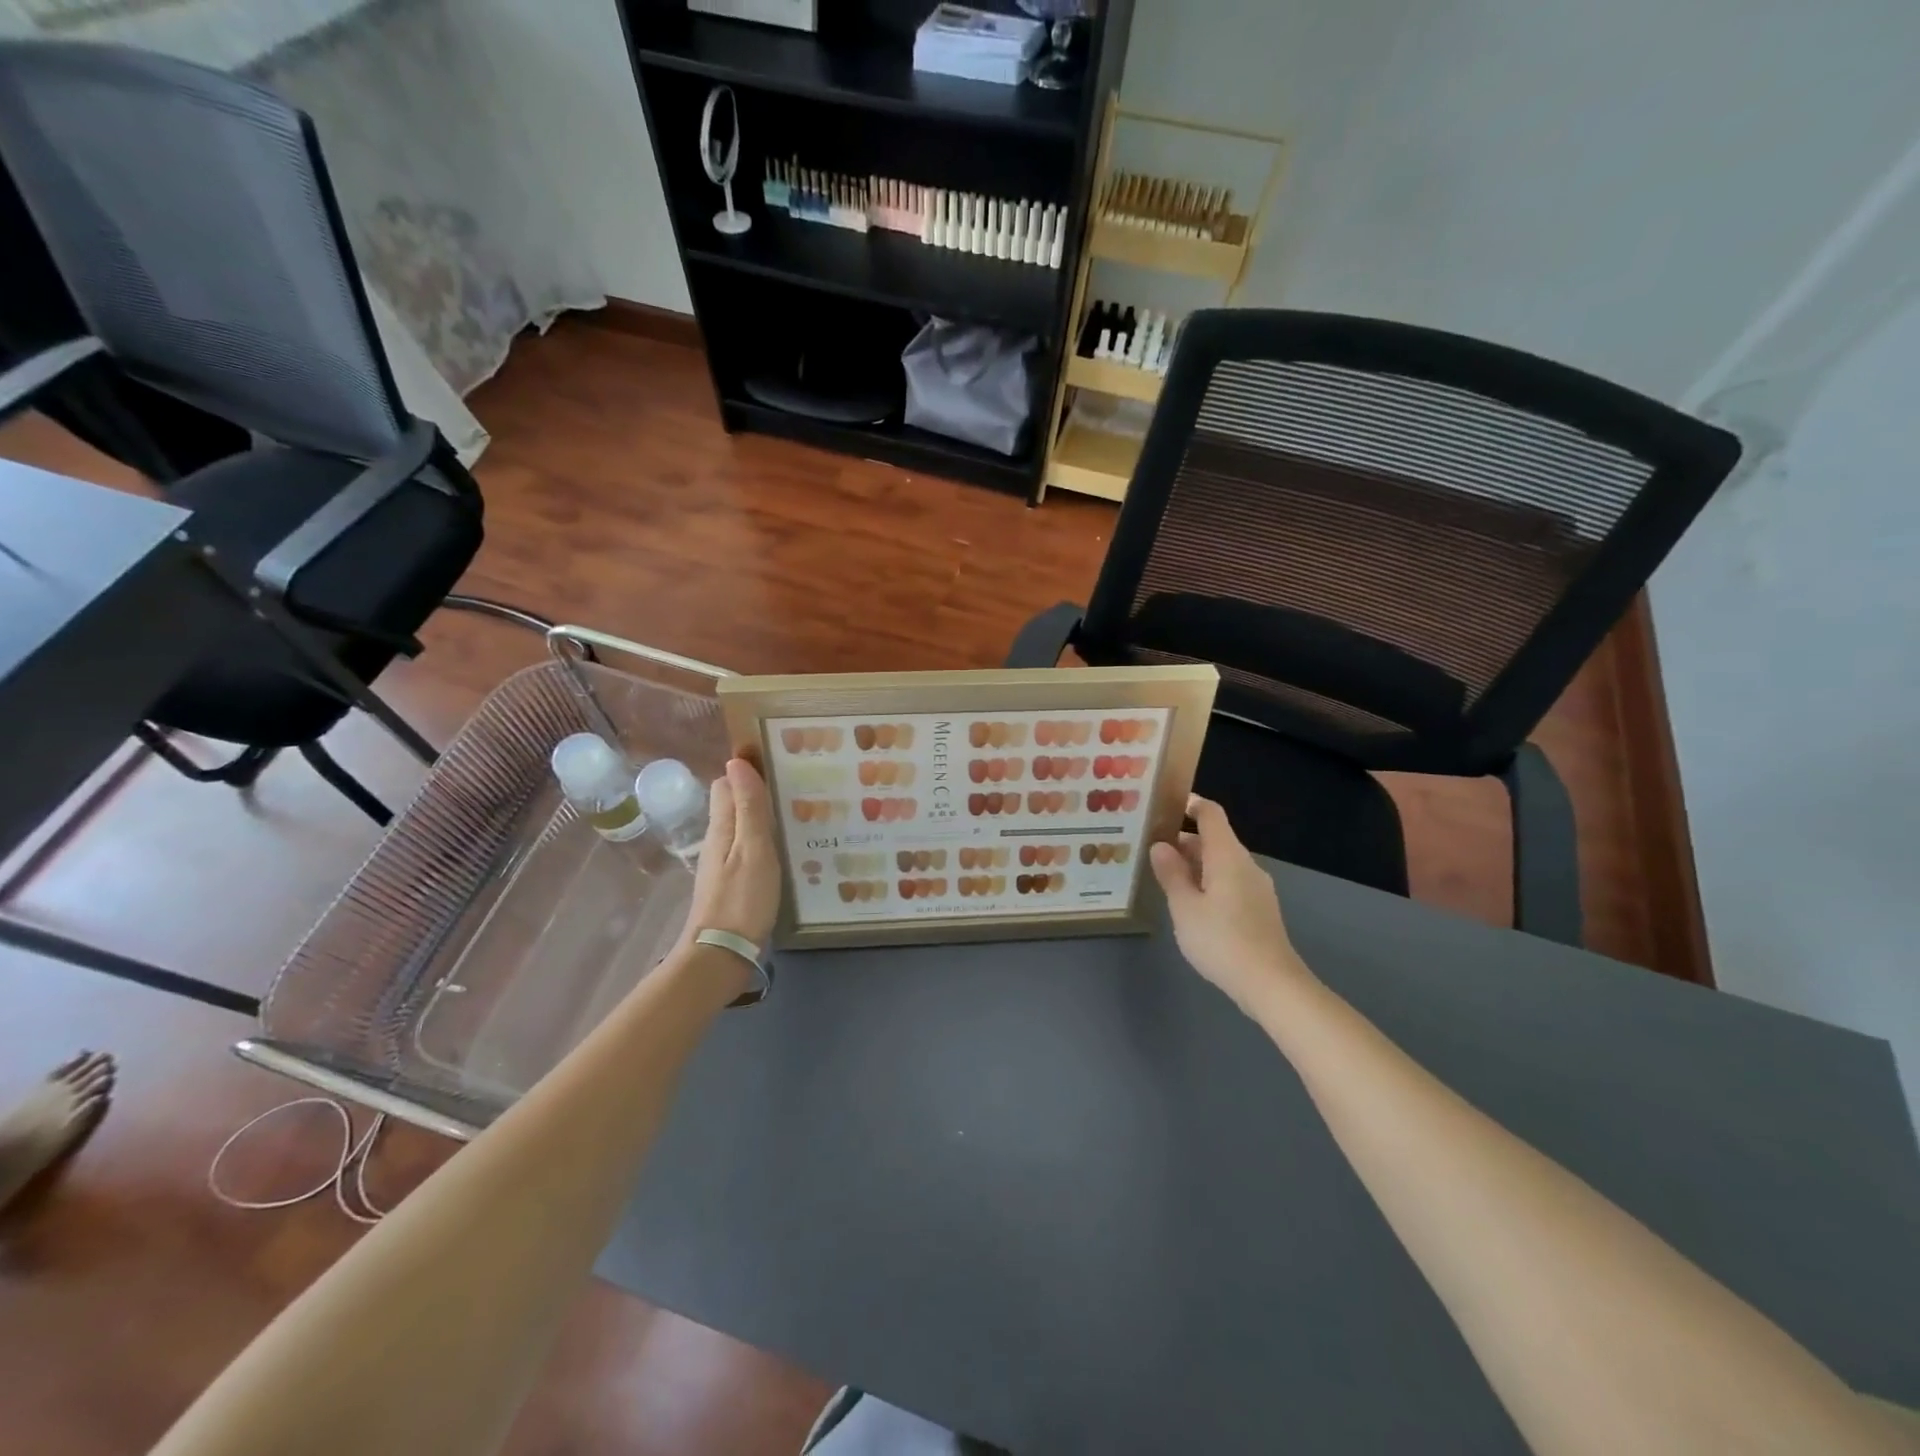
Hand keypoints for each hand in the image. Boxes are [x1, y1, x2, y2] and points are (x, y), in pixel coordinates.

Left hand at [681, 758, 781, 951]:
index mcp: (722, 827)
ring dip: (764, 817)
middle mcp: (719, 840)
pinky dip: (766, 841)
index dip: (747, 771)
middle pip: (734, 804)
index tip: (779, 763)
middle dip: (758, 791)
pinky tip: (787, 849)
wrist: (722, 954)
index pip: (726, 785)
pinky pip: (749, 849)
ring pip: (742, 827)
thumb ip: (749, 807)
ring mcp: (724, 864)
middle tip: (797, 787)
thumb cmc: (742, 898)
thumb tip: (737, 761)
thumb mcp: (754, 848)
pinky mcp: (733, 883)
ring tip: (799, 813)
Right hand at [1150, 794, 1314, 1013]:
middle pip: (1214, 839)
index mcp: (1227, 856)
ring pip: (1221, 863)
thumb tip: (1160, 846)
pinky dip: (1207, 882)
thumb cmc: (1222, 940)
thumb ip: (1171, 874)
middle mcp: (1245, 864)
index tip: (1163, 806)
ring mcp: (1256, 888)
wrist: (1271, 984)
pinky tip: (1190, 904)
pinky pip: (1229, 882)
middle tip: (1150, 849)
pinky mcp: (1259, 909)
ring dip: (1194, 864)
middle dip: (1183, 840)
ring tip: (1164, 877)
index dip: (1189, 804)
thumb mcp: (1185, 907)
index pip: (1211, 814)